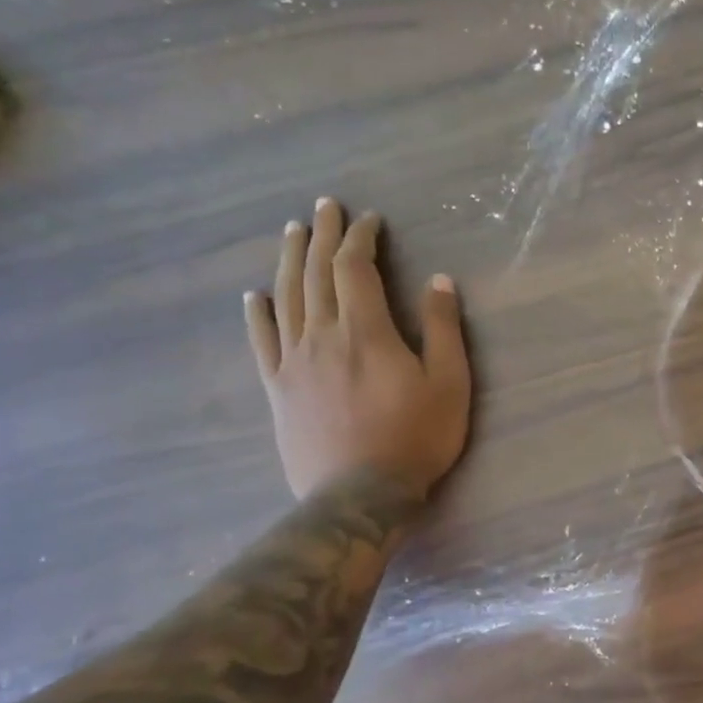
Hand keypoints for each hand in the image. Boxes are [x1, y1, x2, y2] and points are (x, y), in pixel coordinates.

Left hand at [246, 198, 471, 500]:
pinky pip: (262, 342)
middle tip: (324, 207)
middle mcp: (322, 335)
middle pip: (314, 273)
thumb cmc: (415, 438)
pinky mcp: (277, 389)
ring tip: (291, 232)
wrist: (358, 495)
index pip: (354, 268)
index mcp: (365, 330)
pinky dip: (256, 315)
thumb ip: (443, 329)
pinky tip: (252, 297)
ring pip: (285, 298)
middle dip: (321, 235)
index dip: (360, 238)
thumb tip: (439, 280)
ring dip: (288, 260)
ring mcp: (293, 362)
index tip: (369, 219)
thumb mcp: (449, 383)